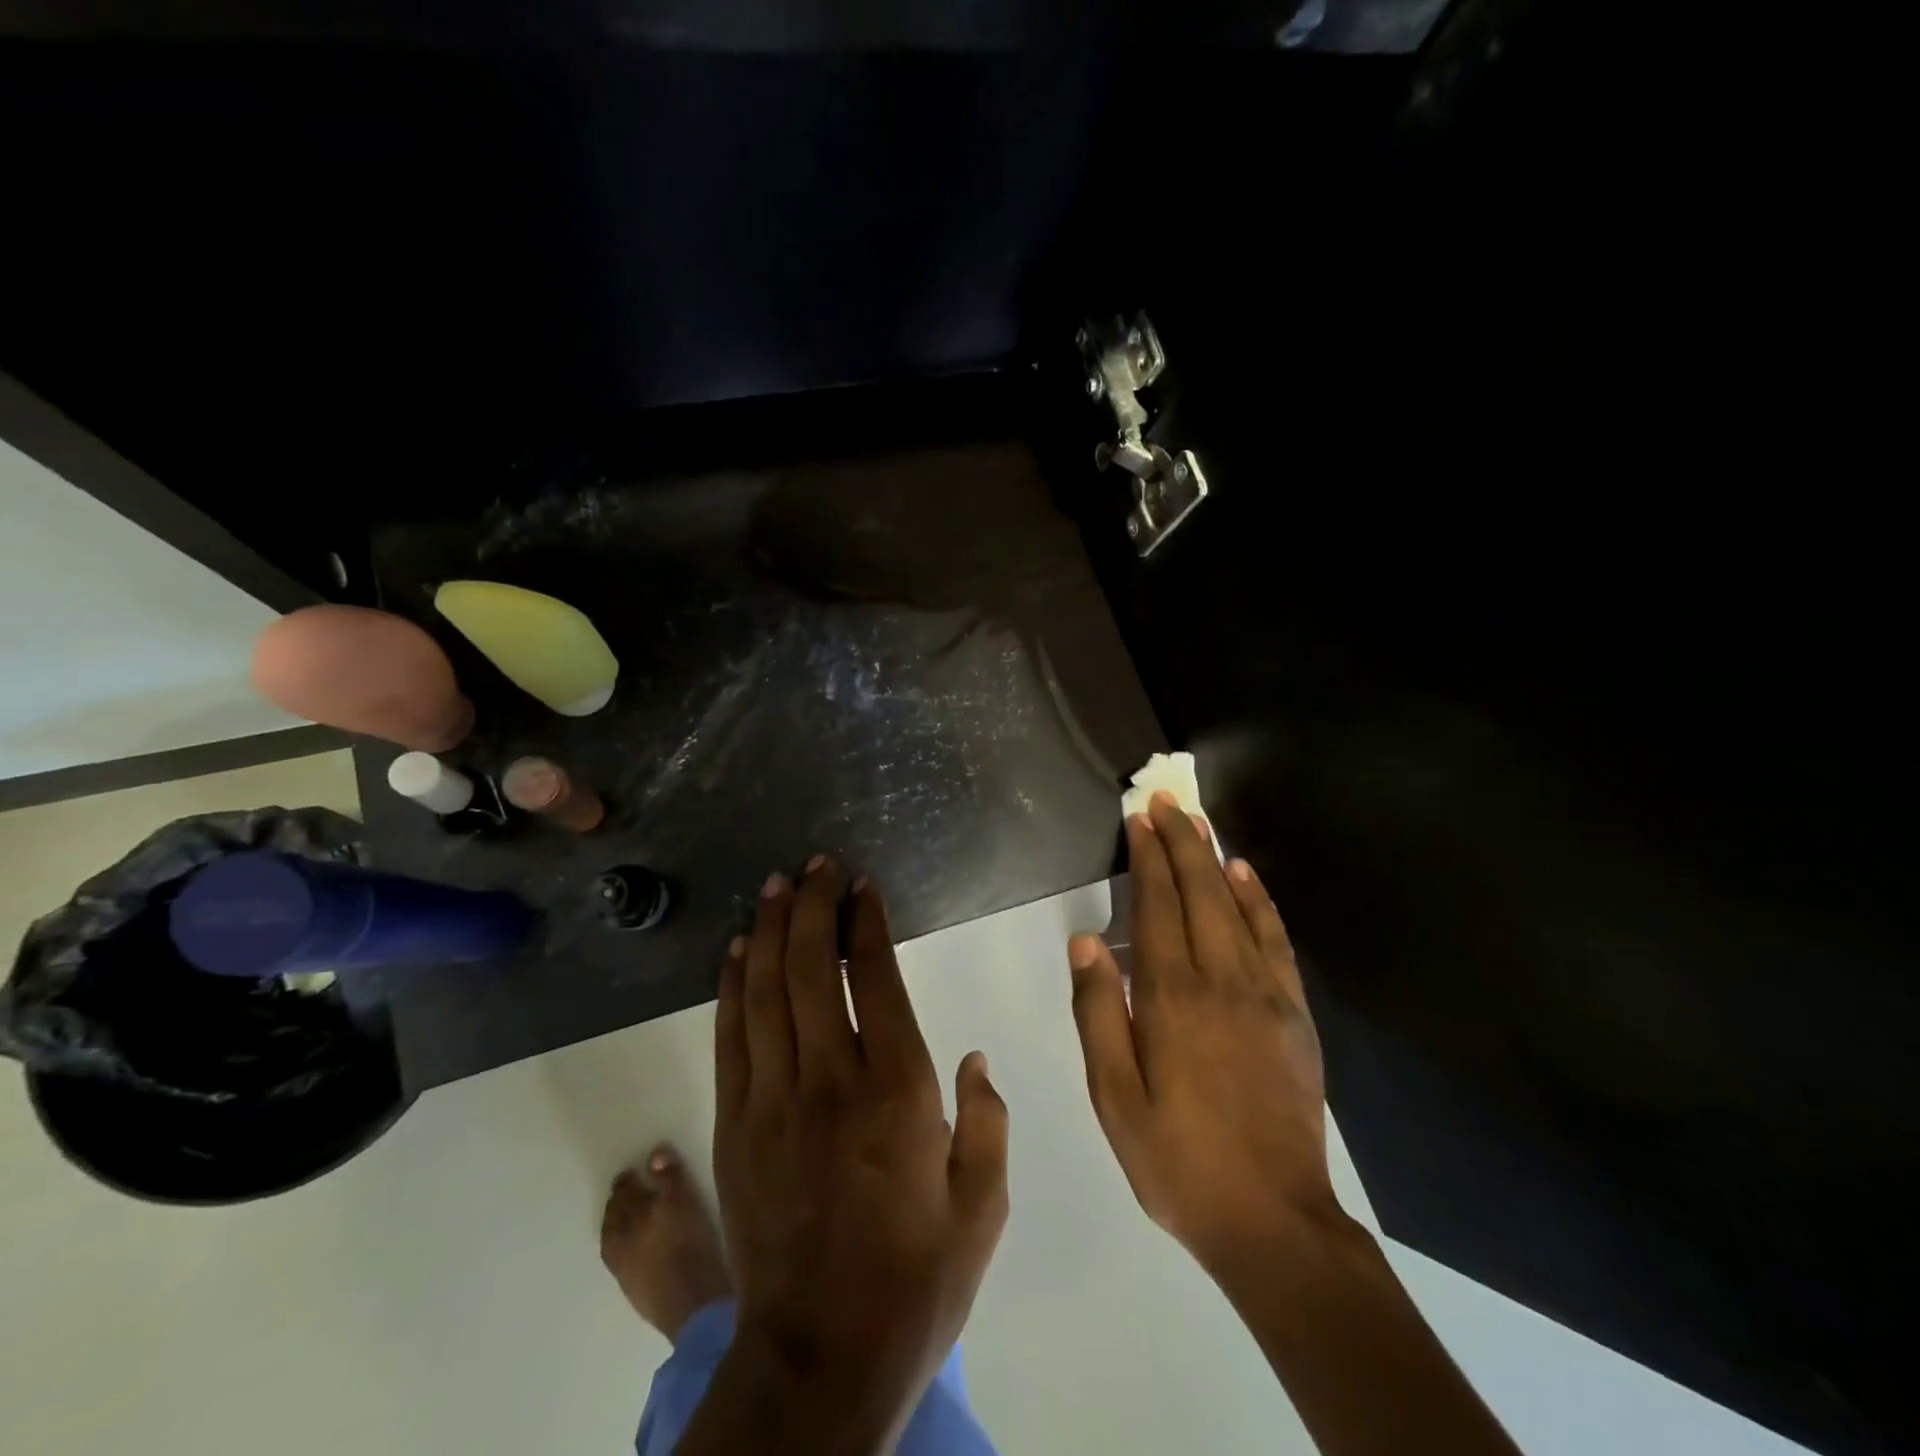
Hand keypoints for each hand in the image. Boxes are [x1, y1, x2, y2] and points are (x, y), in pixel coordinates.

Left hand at [707, 857, 1008, 1444]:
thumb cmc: (914, 1281)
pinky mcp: (734, 1125)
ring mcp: (773, 1100)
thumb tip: (972, 1056)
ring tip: (776, 885)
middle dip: (812, 906)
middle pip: (810, 969)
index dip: (865, 923)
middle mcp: (831, 1080)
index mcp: (898, 1091)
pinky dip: (731, 985)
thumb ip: (987, 1121)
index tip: (862, 886)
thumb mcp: (982, 1208)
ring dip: (769, 930)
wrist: (819, 1360)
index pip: (873, 979)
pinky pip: (730, 1037)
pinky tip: (735, 950)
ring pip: (764, 991)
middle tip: (816, 864)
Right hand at [1068, 791, 1335, 1268]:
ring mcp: (1264, 995)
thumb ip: (1098, 1014)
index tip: (1139, 819)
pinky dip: (1259, 902)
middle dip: (1181, 841)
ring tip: (1198, 822)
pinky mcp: (1294, 1014)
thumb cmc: (1178, 1161)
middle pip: (1198, 893)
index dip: (1148, 859)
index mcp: (1170, 999)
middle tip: (1165, 800)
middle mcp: (1220, 981)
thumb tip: (1086, 943)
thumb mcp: (1114, 1098)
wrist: (1274, 1221)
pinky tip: (1246, 876)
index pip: (1157, 907)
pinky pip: (1275, 941)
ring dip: (1214, 859)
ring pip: (1235, 907)